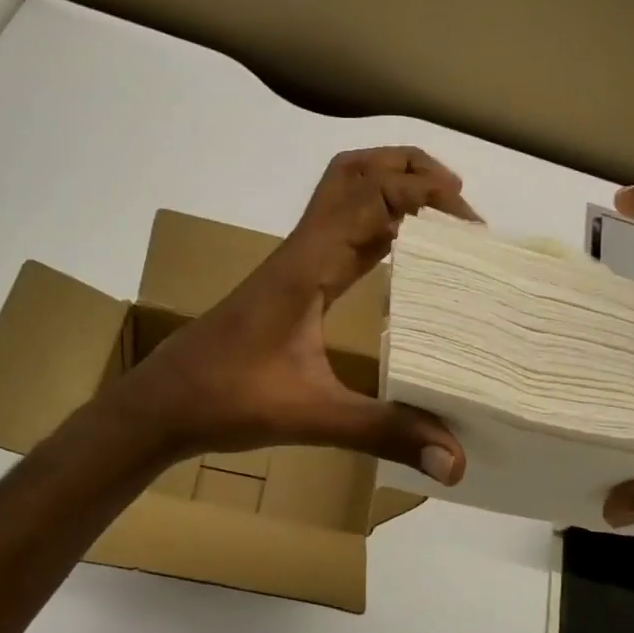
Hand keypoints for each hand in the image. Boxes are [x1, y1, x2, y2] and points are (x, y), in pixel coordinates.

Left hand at [120, 148, 473, 483]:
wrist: (163, 404)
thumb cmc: (227, 399)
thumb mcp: (312, 416)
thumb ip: (385, 433)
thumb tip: (454, 462)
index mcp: (308, 264)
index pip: (370, 196)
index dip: (423, 195)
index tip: (471, 224)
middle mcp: (303, 250)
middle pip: (354, 174)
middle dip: (408, 170)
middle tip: (458, 200)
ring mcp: (296, 265)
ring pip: (344, 197)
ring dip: (392, 190)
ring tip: (442, 217)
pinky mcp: (294, 284)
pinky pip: (342, 234)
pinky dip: (378, 227)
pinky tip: (404, 256)